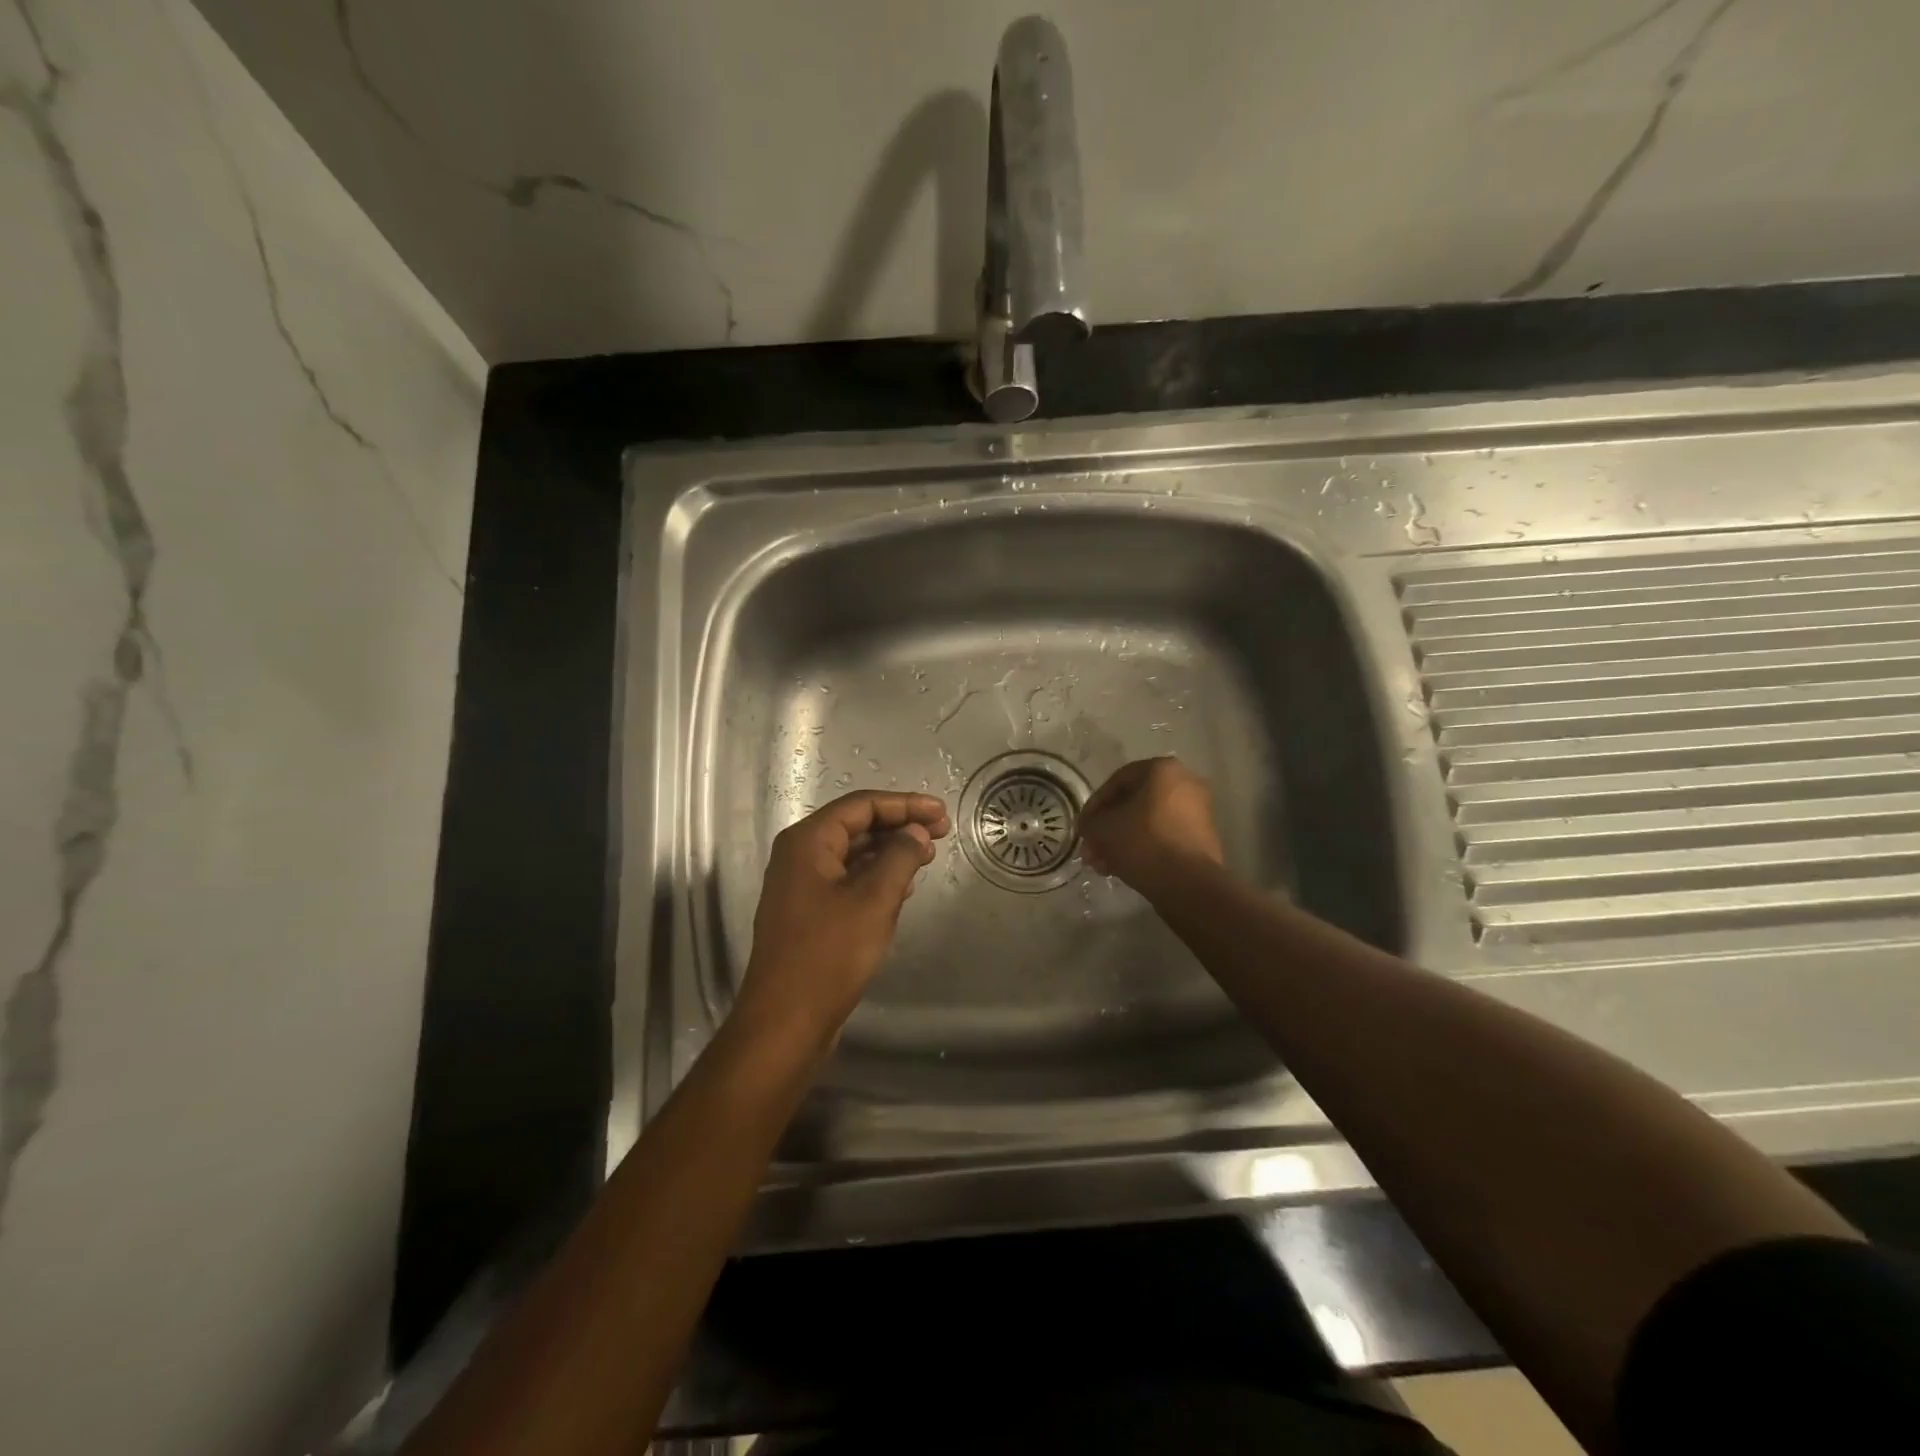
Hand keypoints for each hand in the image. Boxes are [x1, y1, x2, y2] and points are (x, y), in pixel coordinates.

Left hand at [737, 790, 951, 1045]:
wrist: (785, 1022)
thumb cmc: (829, 954)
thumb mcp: (874, 900)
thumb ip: (900, 857)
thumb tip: (917, 832)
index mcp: (807, 842)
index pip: (861, 805)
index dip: (905, 804)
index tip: (942, 813)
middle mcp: (799, 856)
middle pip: (856, 826)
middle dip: (899, 825)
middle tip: (942, 833)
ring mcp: (801, 887)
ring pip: (853, 854)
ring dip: (890, 851)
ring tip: (928, 856)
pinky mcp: (808, 914)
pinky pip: (847, 880)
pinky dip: (876, 877)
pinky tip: (903, 887)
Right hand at [1076, 757, 1223, 893]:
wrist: (1189, 883)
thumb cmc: (1143, 842)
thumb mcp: (1103, 828)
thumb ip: (1090, 822)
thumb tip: (1090, 827)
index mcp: (1162, 769)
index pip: (1117, 781)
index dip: (1093, 806)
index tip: (1082, 828)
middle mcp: (1185, 783)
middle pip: (1132, 804)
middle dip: (1107, 829)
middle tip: (1090, 851)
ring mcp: (1197, 812)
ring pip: (1147, 823)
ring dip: (1120, 842)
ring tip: (1102, 866)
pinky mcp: (1202, 838)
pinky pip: (1163, 837)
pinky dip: (1142, 849)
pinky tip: (1122, 869)